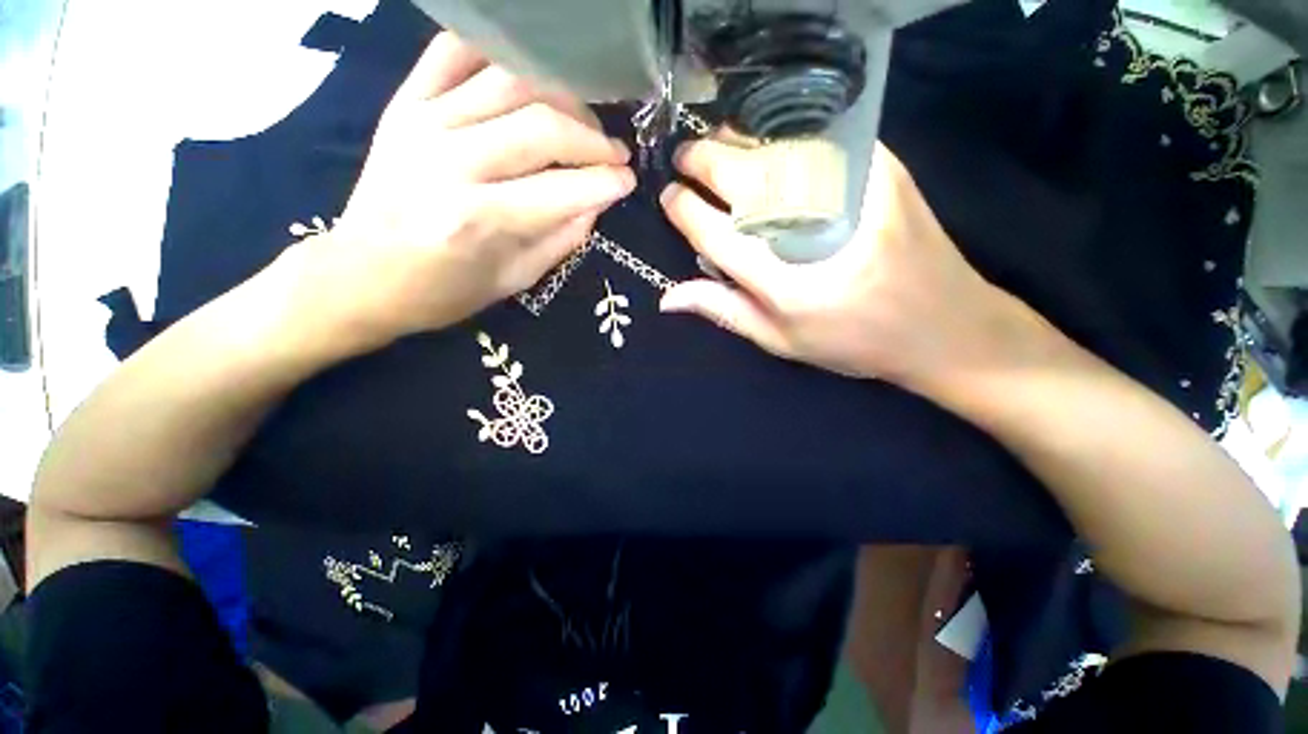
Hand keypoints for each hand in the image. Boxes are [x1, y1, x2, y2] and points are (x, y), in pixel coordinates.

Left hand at [268, 33, 634, 353]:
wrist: (359, 275)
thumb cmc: (443, 291)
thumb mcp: (515, 281)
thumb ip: (562, 239)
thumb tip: (597, 202)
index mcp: (480, 221)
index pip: (563, 189)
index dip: (606, 182)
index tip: (628, 181)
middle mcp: (451, 163)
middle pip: (543, 126)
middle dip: (593, 138)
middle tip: (613, 153)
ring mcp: (423, 123)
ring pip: (510, 82)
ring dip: (561, 96)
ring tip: (580, 119)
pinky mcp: (403, 103)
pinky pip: (455, 52)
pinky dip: (500, 53)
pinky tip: (530, 78)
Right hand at [659, 137, 1036, 393]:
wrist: (946, 327)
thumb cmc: (853, 343)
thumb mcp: (781, 340)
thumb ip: (724, 310)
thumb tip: (669, 296)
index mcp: (786, 285)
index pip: (718, 235)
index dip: (686, 211)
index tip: (668, 195)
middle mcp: (816, 233)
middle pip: (745, 179)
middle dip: (704, 159)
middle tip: (684, 157)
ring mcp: (855, 194)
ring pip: (779, 149)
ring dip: (739, 140)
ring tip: (716, 145)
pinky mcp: (884, 171)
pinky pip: (819, 139)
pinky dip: (782, 135)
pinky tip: (764, 143)